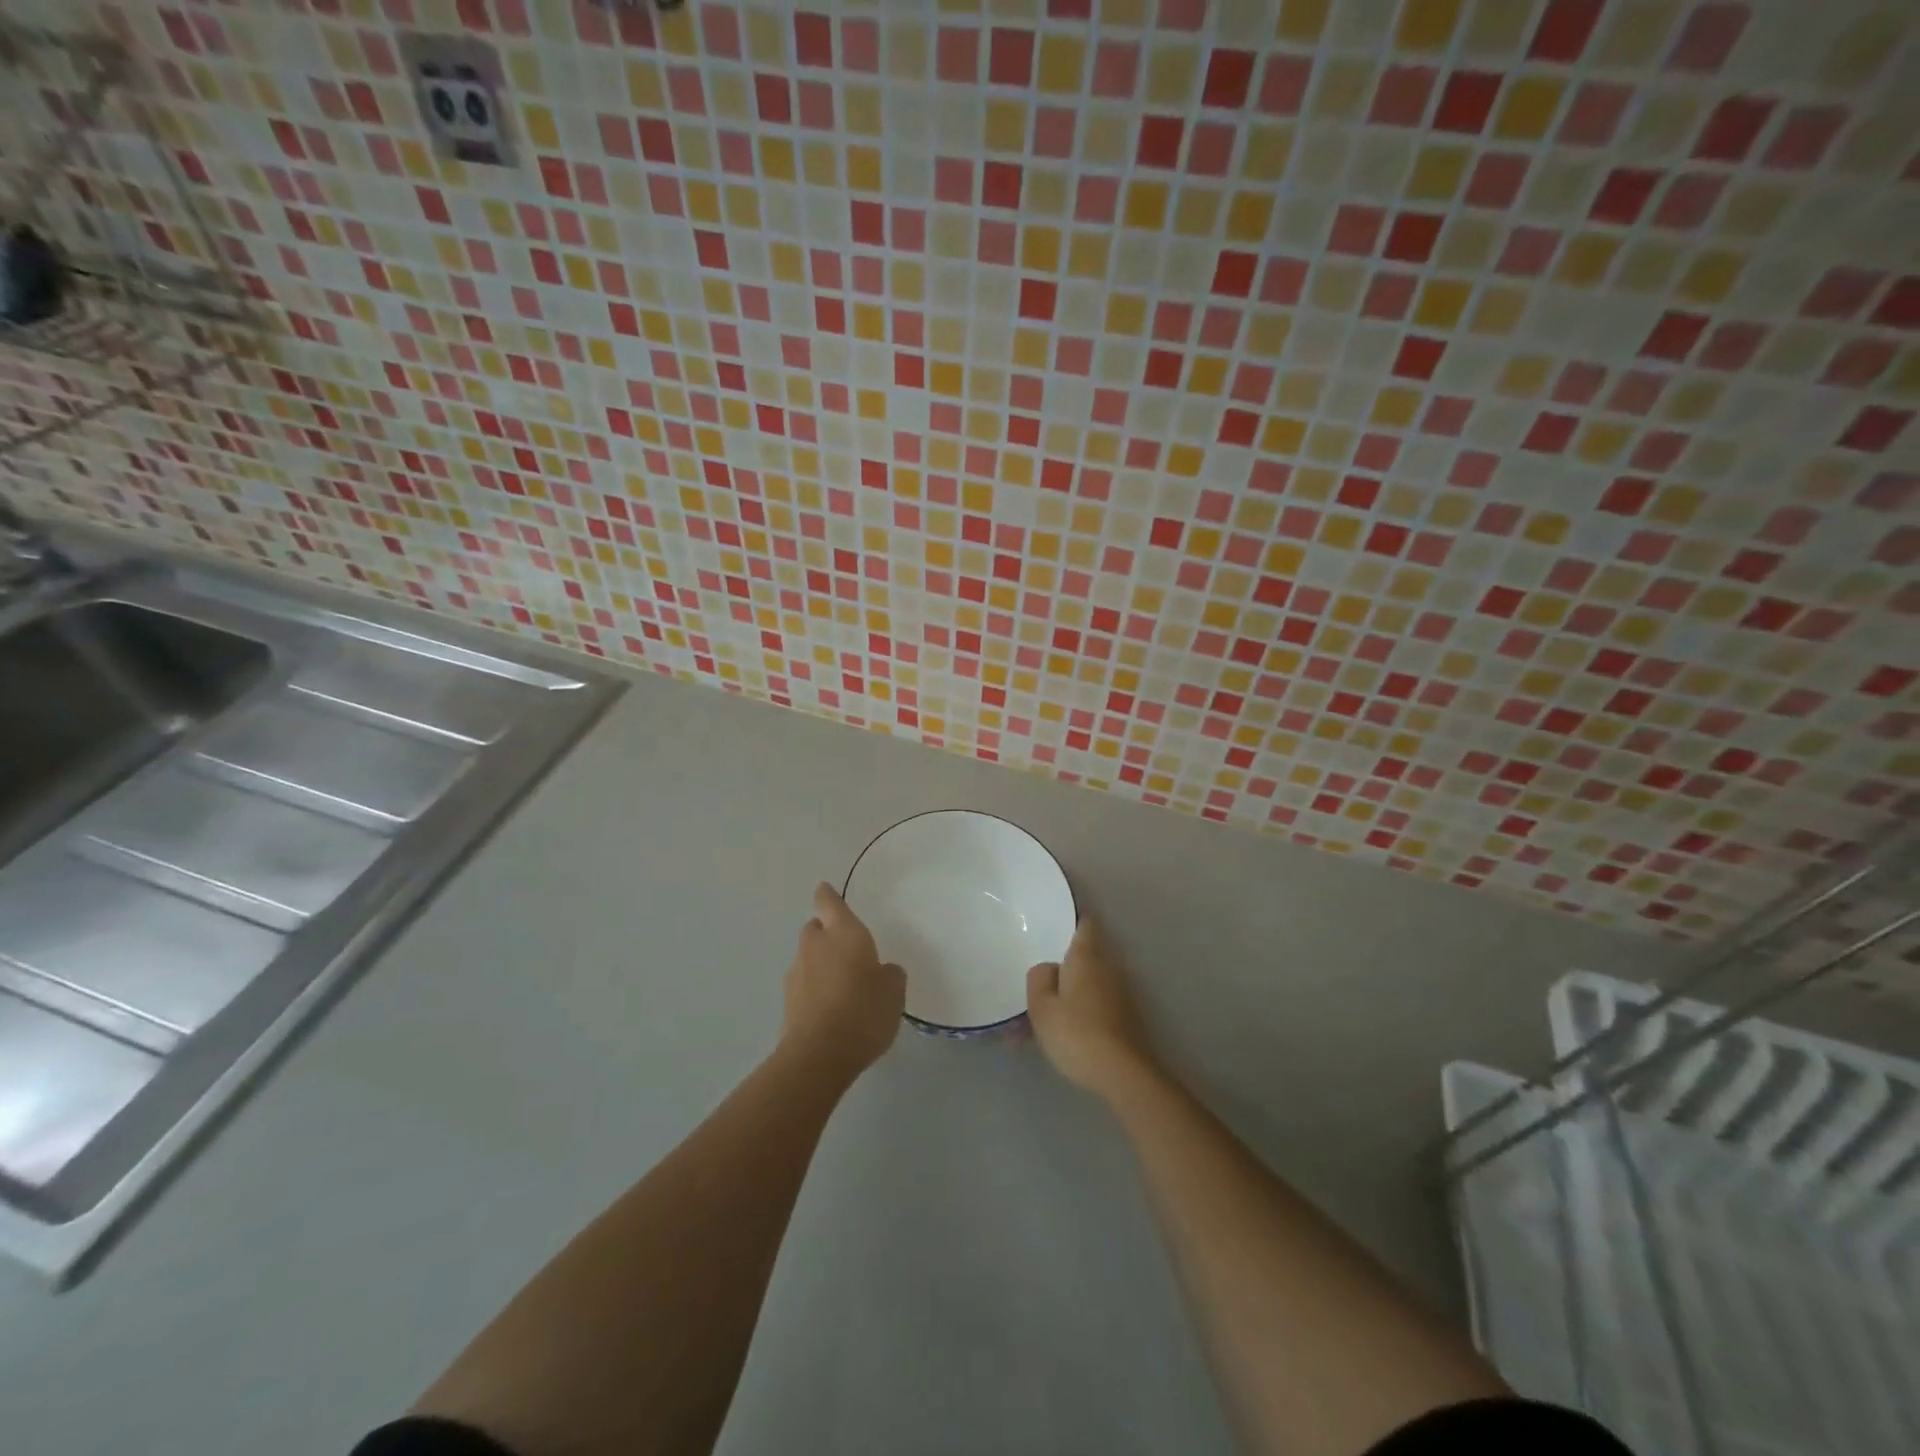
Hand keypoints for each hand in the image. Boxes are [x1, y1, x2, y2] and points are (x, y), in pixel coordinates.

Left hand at [782, 882, 905, 1078]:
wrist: (819, 1055)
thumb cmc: (863, 1010)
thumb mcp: (894, 990)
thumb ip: (889, 974)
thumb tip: (881, 971)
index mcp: (843, 932)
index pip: (829, 902)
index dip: (828, 895)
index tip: (825, 889)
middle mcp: (815, 946)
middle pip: (816, 929)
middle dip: (827, 934)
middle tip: (847, 951)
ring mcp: (796, 974)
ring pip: (808, 959)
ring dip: (820, 965)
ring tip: (843, 988)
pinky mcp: (787, 1004)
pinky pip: (804, 987)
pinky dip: (814, 992)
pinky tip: (831, 1012)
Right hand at [1027, 919, 1158, 1101]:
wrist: (1123, 1074)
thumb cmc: (1077, 1033)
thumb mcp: (1042, 1007)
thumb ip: (1039, 979)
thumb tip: (1048, 968)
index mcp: (1086, 956)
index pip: (1084, 923)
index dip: (1070, 921)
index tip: (1051, 926)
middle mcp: (1108, 967)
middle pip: (1083, 957)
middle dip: (1062, 967)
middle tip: (1037, 982)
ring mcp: (1121, 993)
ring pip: (1087, 985)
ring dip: (1067, 996)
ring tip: (1040, 1020)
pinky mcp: (1126, 1018)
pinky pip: (1095, 1005)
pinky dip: (1078, 1014)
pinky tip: (1061, 1038)